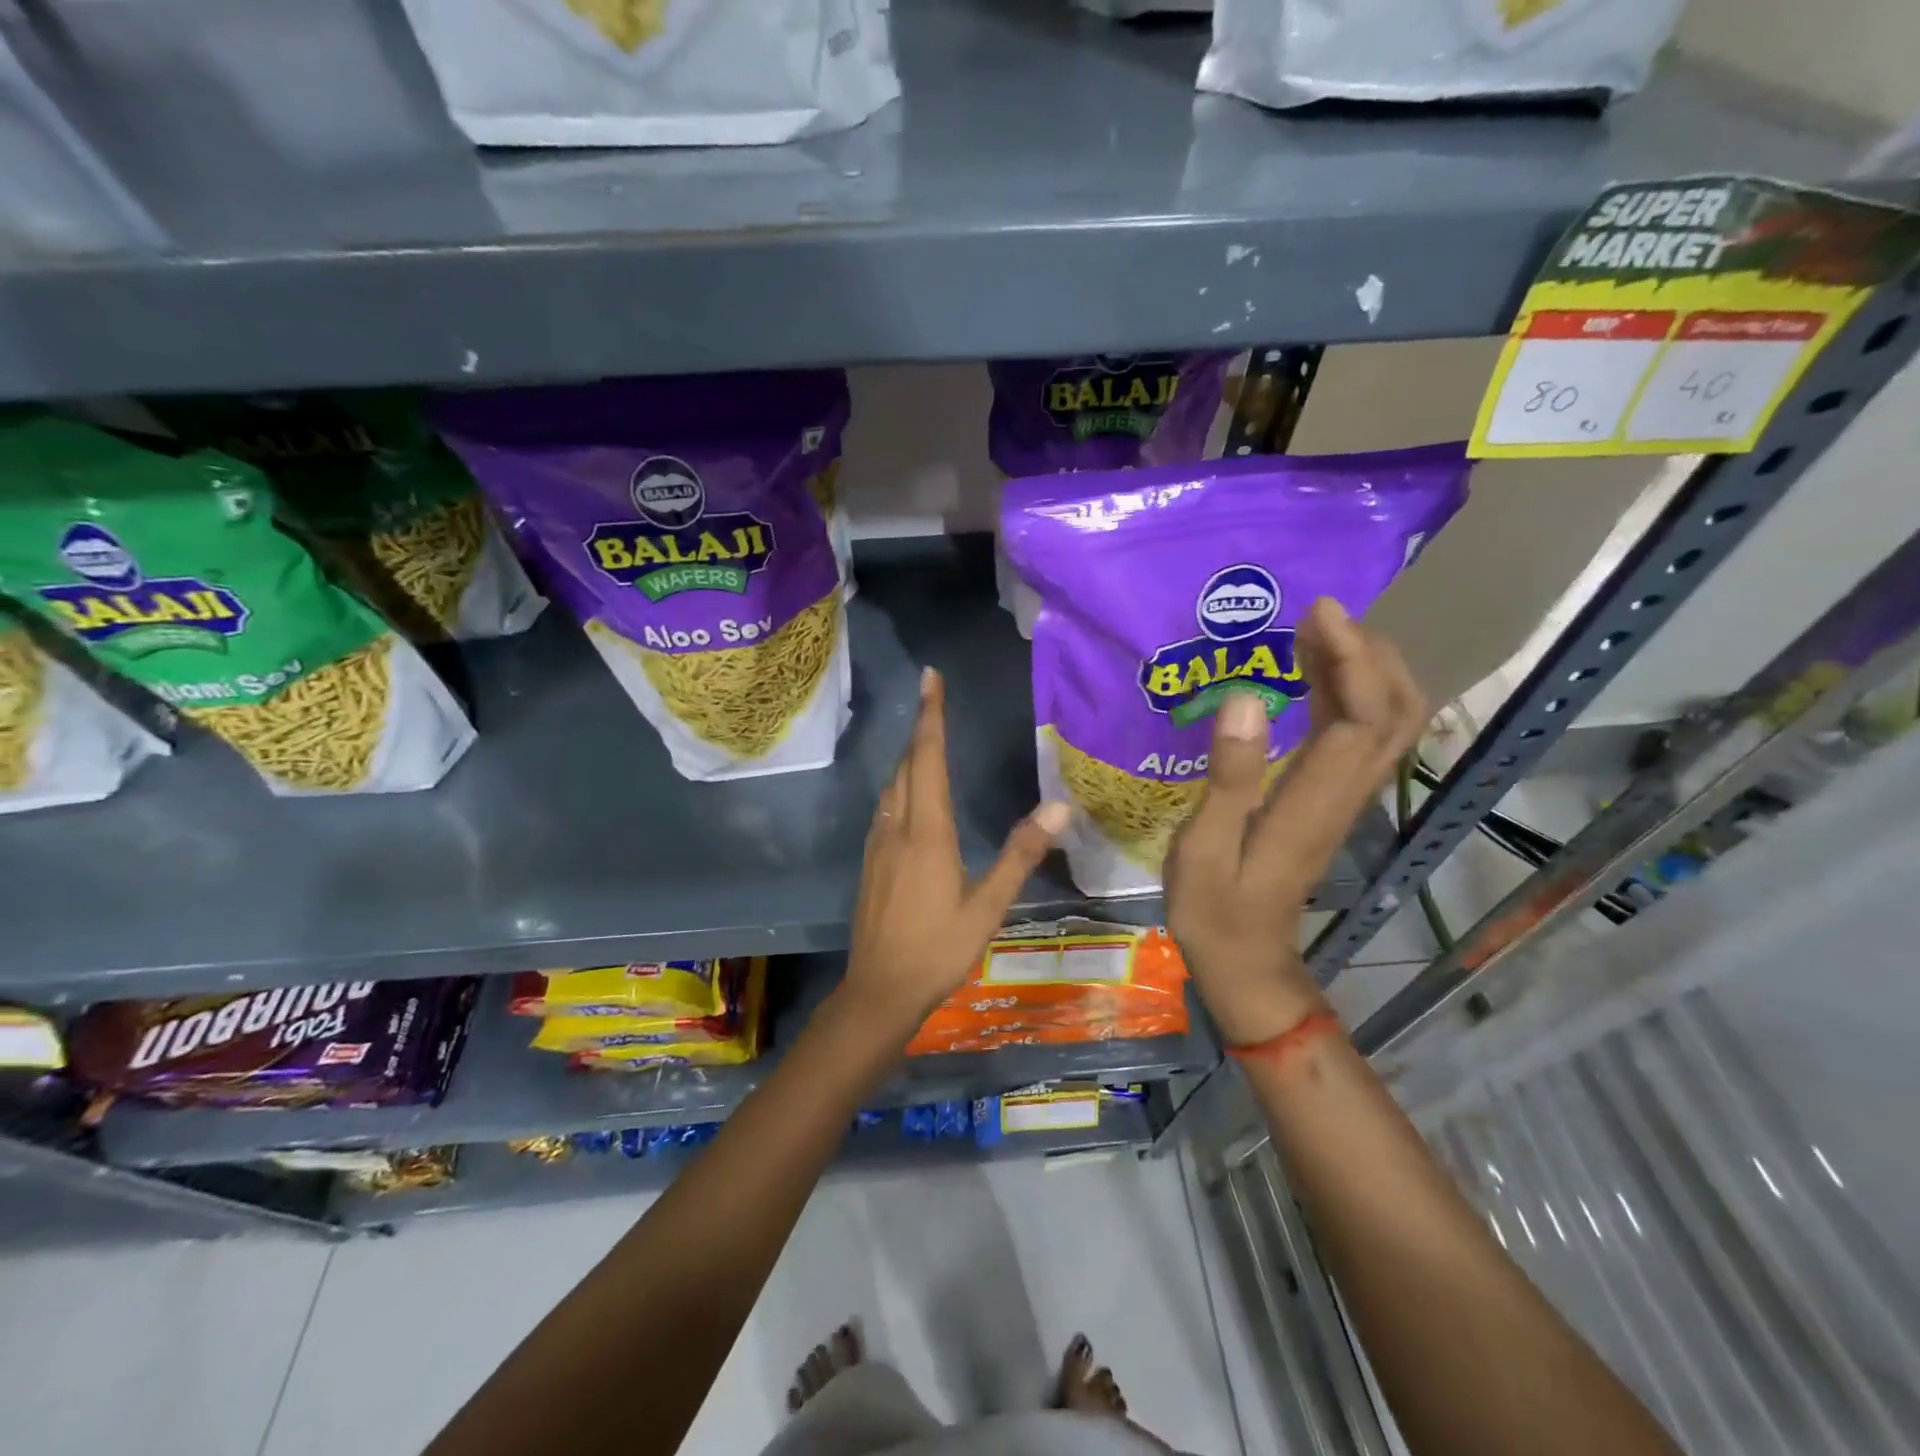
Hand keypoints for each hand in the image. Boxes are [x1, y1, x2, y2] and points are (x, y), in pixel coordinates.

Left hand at [839, 667, 1069, 1033]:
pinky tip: (910, 796)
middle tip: (934, 698)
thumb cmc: (938, 949)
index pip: (928, 759)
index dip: (931, 716)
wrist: (879, 990)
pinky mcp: (870, 862)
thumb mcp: (988, 906)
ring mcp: (878, 845)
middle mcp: (897, 828)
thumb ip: (1020, 854)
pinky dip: (900, 785)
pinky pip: (885, 807)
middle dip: (920, 727)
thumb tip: (1059, 808)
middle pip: (906, 765)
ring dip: (908, 756)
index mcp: (927, 832)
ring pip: (891, 786)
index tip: (930, 678)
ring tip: (927, 738)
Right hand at [1165, 599, 1425, 1044]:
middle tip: (1322, 616)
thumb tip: (1246, 698)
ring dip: (1366, 669)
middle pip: (1397, 713)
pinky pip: (1361, 737)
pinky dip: (1349, 695)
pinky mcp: (1331, 802)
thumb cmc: (1214, 908)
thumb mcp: (1204, 848)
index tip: (1318, 613)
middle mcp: (1345, 794)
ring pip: (1388, 723)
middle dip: (1372, 654)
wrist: (1245, 961)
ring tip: (1318, 632)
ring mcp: (1343, 799)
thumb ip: (1228, 777)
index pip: (1361, 718)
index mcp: (1315, 802)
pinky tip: (1312, 677)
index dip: (1350, 660)